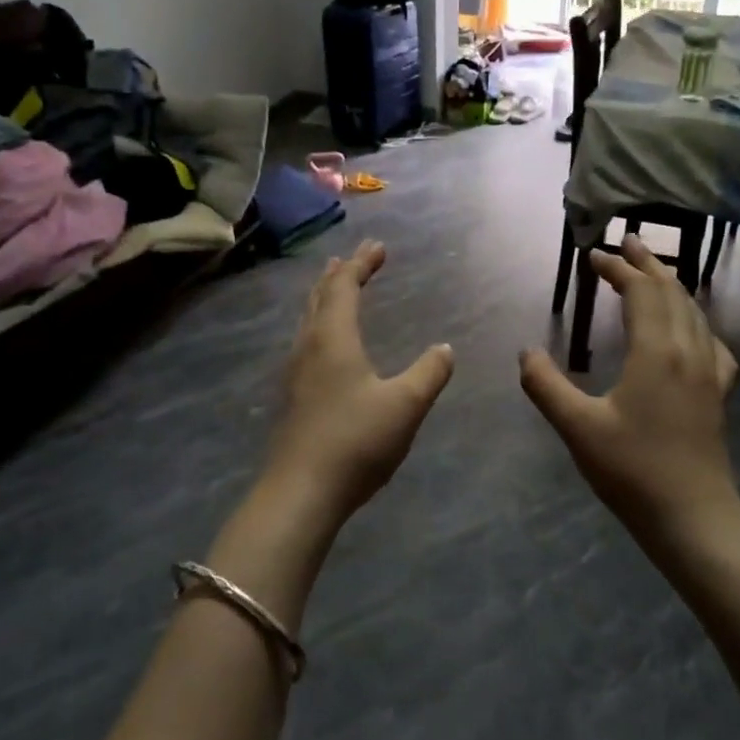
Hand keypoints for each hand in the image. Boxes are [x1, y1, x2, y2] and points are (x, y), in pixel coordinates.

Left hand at [260, 240, 455, 528]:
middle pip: (320, 297)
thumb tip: (445, 347)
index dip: (362, 265)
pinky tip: (325, 344)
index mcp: (333, 339)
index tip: (378, 247)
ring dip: (324, 297)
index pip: (344, 288)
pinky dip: (319, 324)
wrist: (301, 492)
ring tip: (335, 287)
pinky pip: (306, 341)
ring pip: (308, 320)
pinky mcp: (293, 397)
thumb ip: (429, 372)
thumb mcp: (405, 405)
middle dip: (339, 274)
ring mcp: (295, 373)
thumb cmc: (356, 441)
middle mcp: (309, 347)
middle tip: (354, 258)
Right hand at [520, 235, 739, 535]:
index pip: (641, 292)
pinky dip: (695, 319)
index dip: (618, 269)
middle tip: (627, 243)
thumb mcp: (577, 427)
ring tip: (654, 272)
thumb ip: (545, 385)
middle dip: (648, 264)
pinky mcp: (718, 393)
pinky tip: (690, 330)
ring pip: (694, 312)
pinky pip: (711, 340)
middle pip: (672, 292)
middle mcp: (689, 351)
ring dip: (672, 286)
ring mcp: (709, 373)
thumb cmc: (632, 470)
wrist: (692, 517)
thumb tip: (525, 352)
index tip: (594, 256)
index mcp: (657, 352)